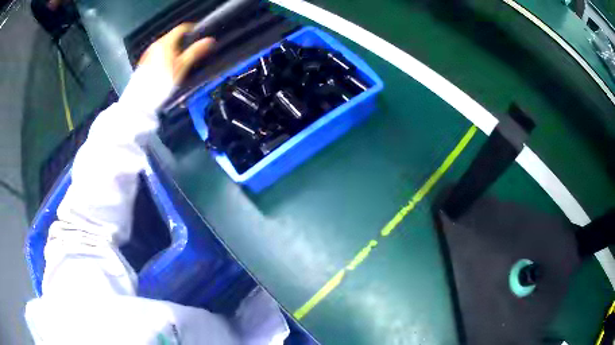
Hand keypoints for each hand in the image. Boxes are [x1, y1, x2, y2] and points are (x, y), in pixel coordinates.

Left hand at [138, 24, 214, 84]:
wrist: (141, 100)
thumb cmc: (162, 82)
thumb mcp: (182, 67)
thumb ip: (195, 51)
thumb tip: (209, 40)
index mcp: (166, 42)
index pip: (182, 28)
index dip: (192, 30)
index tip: (199, 36)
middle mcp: (156, 45)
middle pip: (173, 37)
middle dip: (183, 42)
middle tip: (191, 52)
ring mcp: (148, 54)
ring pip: (165, 46)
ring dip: (174, 50)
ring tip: (179, 63)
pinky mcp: (144, 63)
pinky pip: (157, 55)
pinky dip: (165, 57)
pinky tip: (167, 70)